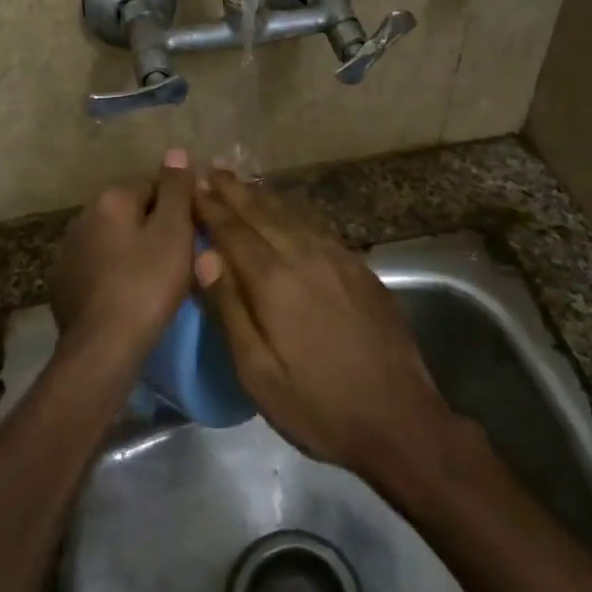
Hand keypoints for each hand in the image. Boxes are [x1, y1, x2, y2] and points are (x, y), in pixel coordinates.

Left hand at [51, 149, 196, 354]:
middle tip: (182, 259)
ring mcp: (69, 251)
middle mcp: (83, 216)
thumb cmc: (146, 285)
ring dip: (135, 251)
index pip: (154, 185)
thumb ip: (176, 189)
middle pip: (132, 212)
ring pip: (115, 240)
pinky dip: (116, 274)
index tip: (194, 234)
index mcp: (111, 199)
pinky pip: (100, 267)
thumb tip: (176, 151)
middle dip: (156, 228)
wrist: (102, 348)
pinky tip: (131, 296)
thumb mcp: (172, 233)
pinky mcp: (64, 283)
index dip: (179, 208)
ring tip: (159, 281)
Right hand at [194, 170, 458, 484]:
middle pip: (264, 214)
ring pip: (294, 215)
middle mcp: (307, 257)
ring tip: (243, 184)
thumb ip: (230, 310)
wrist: (399, 419)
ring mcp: (339, 259)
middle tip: (212, 172)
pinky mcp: (361, 268)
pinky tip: (290, 213)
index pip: (234, 233)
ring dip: (264, 197)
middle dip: (235, 193)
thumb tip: (205, 257)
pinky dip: (296, 212)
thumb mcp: (259, 374)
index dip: (211, 209)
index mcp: (275, 282)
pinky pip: (319, 227)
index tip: (192, 189)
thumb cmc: (318, 406)